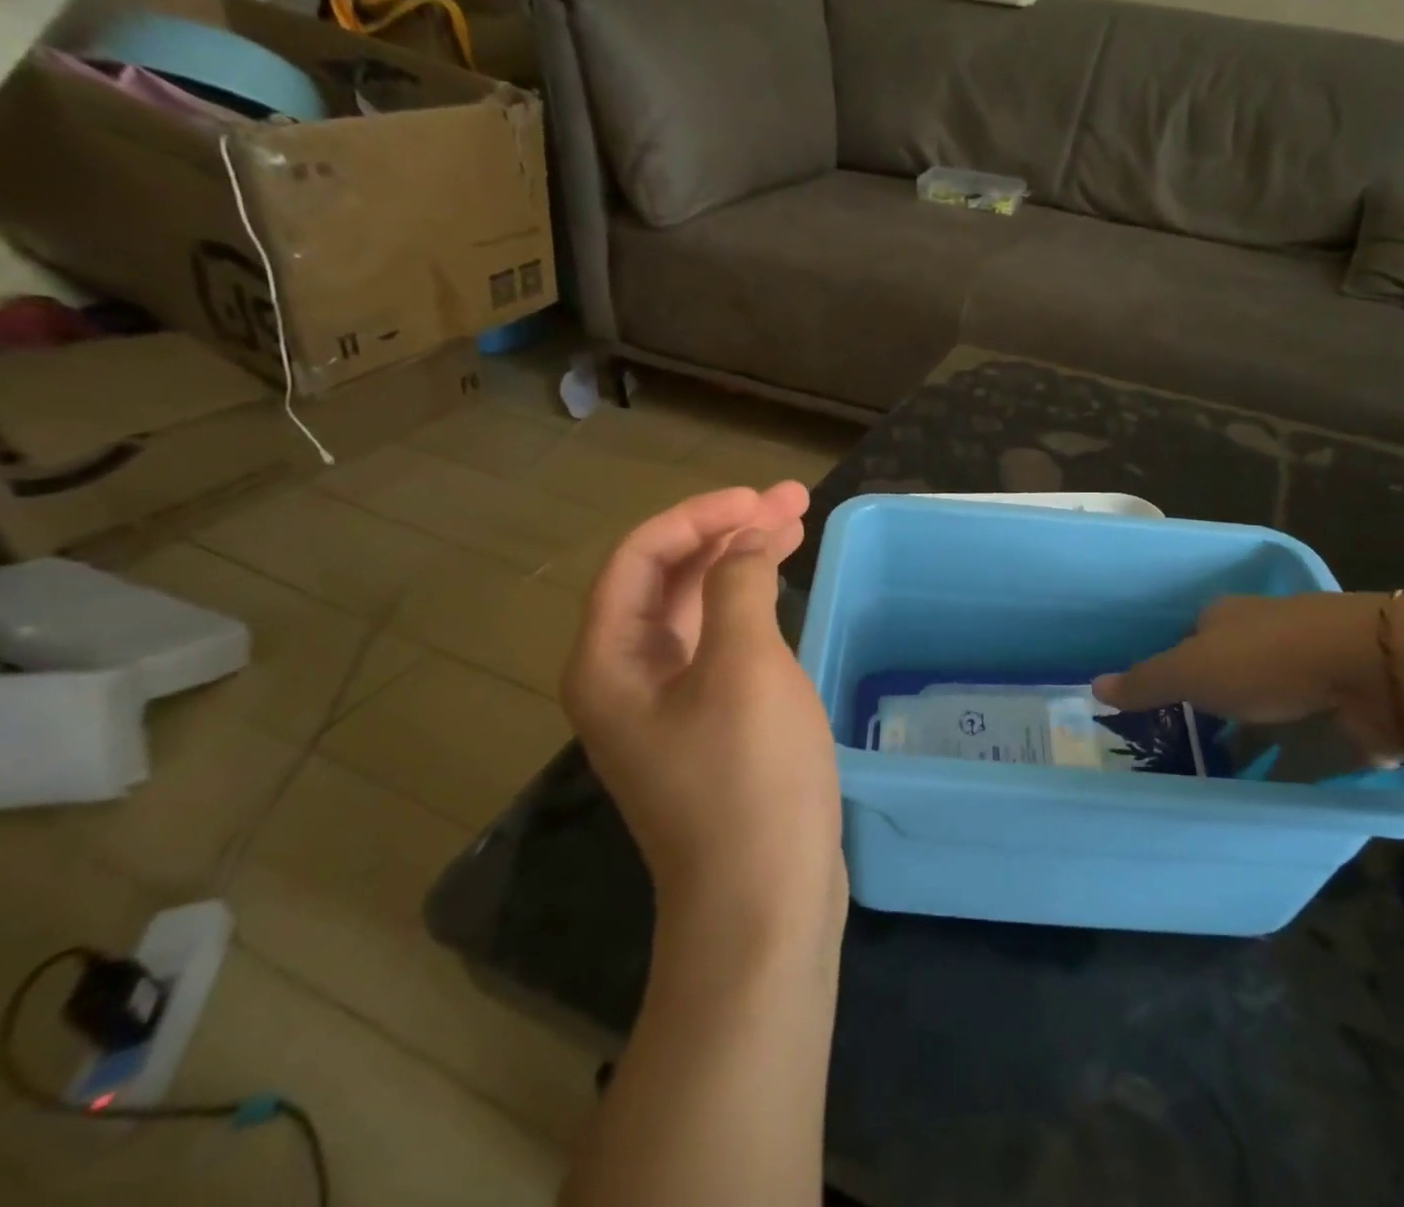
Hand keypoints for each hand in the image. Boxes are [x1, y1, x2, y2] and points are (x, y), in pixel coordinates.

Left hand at [562, 483, 845, 941]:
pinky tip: (779, 588)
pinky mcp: (706, 723)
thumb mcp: (744, 666)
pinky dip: (748, 606)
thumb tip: (744, 543)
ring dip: (740, 563)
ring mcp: (666, 702)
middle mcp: (624, 675)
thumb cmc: (748, 780)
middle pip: (668, 577)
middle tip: (791, 502)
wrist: (763, 904)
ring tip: (795, 526)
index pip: (640, 556)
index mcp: (609, 659)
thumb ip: (736, 586)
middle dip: (727, 531)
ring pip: (696, 607)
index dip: (699, 516)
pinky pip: (717, 642)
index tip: (759, 500)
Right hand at [1092, 593, 1403, 764]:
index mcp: (1226, 618)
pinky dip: (1283, 762)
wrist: (1371, 672)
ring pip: (1263, 708)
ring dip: (1246, 736)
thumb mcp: (1191, 670)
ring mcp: (1306, 673)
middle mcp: (1264, 639)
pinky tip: (1264, 789)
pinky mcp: (1339, 709)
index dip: (1172, 669)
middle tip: (1181, 748)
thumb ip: (1146, 682)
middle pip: (1226, 674)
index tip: (1158, 706)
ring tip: (1215, 776)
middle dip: (1208, 707)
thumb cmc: (1267, 660)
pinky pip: (1300, 739)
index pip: (1189, 641)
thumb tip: (1093, 686)